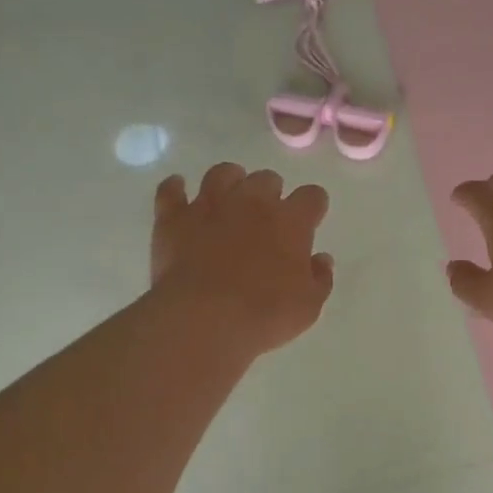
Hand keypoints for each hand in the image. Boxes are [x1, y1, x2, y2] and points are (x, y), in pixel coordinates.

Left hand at [151, 163, 334, 356]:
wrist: (205, 319)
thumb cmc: (265, 315)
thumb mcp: (308, 306)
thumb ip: (319, 278)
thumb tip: (321, 259)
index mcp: (290, 221)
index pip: (311, 197)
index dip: (313, 206)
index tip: (310, 219)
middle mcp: (251, 202)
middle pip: (266, 179)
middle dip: (270, 193)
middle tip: (266, 217)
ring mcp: (209, 205)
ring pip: (222, 173)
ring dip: (229, 181)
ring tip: (229, 197)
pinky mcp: (173, 218)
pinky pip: (170, 191)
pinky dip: (175, 188)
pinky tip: (178, 190)